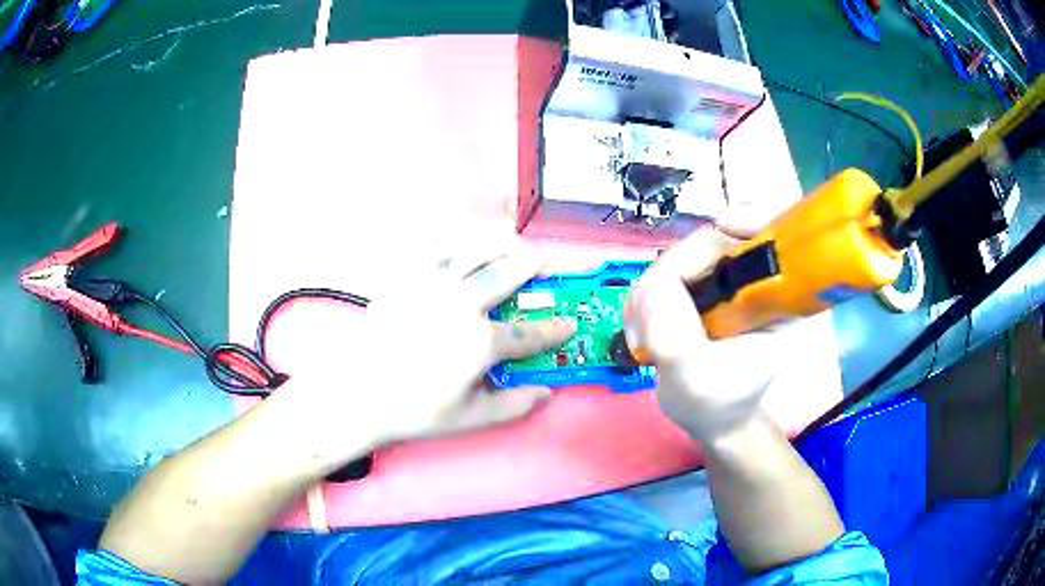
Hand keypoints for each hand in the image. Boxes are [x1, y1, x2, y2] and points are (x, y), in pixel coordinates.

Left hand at [293, 235, 575, 451]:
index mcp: (480, 342)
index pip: (530, 332)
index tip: (569, 323)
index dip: (555, 328)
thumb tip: (546, 392)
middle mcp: (460, 303)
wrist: (360, 395)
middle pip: (508, 271)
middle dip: (533, 264)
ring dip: (500, 243)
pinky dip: (454, 238)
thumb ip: (514, 405)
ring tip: (510, 245)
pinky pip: (432, 245)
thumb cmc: (416, 411)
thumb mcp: (472, 418)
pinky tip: (462, 241)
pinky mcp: (404, 277)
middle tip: (541, 265)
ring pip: (474, 248)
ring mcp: (430, 285)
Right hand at [624, 220, 781, 442]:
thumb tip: (653, 286)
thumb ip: (677, 338)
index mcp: (776, 295)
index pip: (776, 231)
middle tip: (649, 326)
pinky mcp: (699, 282)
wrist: (710, 417)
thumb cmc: (717, 404)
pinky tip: (645, 332)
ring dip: (651, 294)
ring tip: (646, 341)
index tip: (725, 225)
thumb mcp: (698, 381)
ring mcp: (723, 277)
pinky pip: (663, 271)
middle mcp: (753, 277)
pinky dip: (645, 299)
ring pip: (678, 255)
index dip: (755, 214)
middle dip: (673, 275)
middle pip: (710, 240)